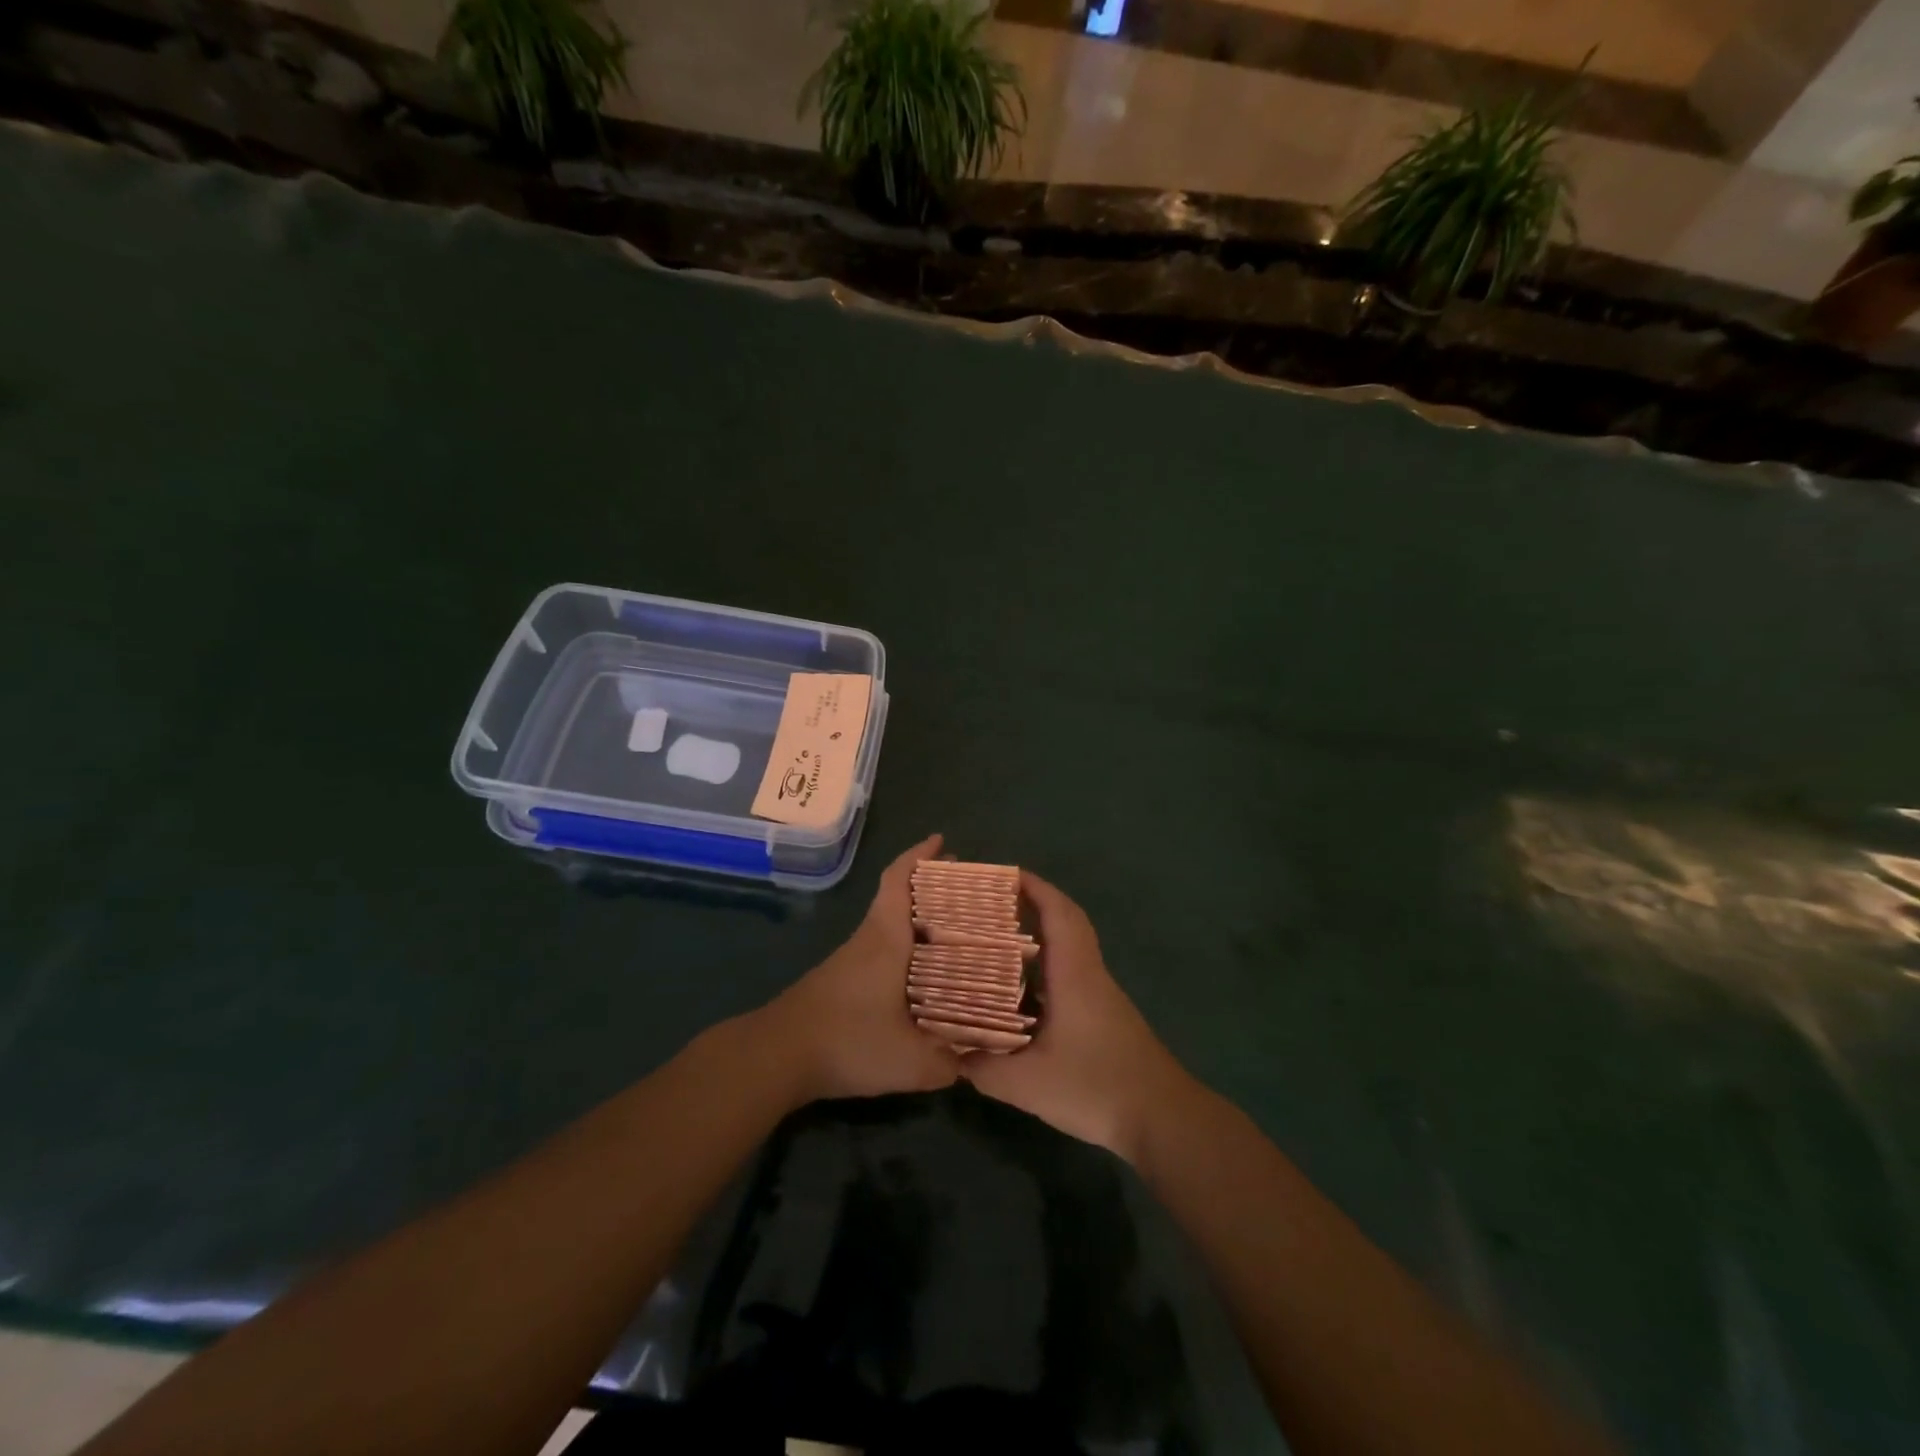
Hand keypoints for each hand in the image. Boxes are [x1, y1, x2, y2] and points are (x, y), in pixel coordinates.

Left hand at [753, 834, 962, 1104]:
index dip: (919, 856)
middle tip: (964, 891)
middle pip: (898, 898)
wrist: (775, 1057)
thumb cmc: (847, 1041)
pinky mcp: (839, 981)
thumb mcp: (910, 1061)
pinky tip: (920, 975)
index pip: (899, 881)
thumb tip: (973, 1061)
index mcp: (885, 940)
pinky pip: (880, 948)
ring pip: (888, 925)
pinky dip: (903, 947)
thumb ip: (948, 1062)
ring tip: (952, 933)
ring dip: (917, 920)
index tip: (941, 841)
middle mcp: (868, 940)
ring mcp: (849, 960)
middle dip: (929, 887)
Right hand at [961, 871, 1195, 1163]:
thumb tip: (951, 1055)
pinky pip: (1069, 975)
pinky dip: (1044, 969)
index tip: (1003, 874)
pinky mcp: (1102, 1017)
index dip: (1034, 887)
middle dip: (1033, 904)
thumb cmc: (1097, 1086)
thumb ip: (985, 1068)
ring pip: (1069, 950)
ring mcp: (1099, 995)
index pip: (1059, 912)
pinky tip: (1019, 993)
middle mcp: (1088, 974)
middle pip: (1066, 922)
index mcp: (1074, 973)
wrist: (1162, 1118)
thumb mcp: (1029, 1084)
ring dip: (1038, 937)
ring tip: (996, 940)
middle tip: (991, 905)